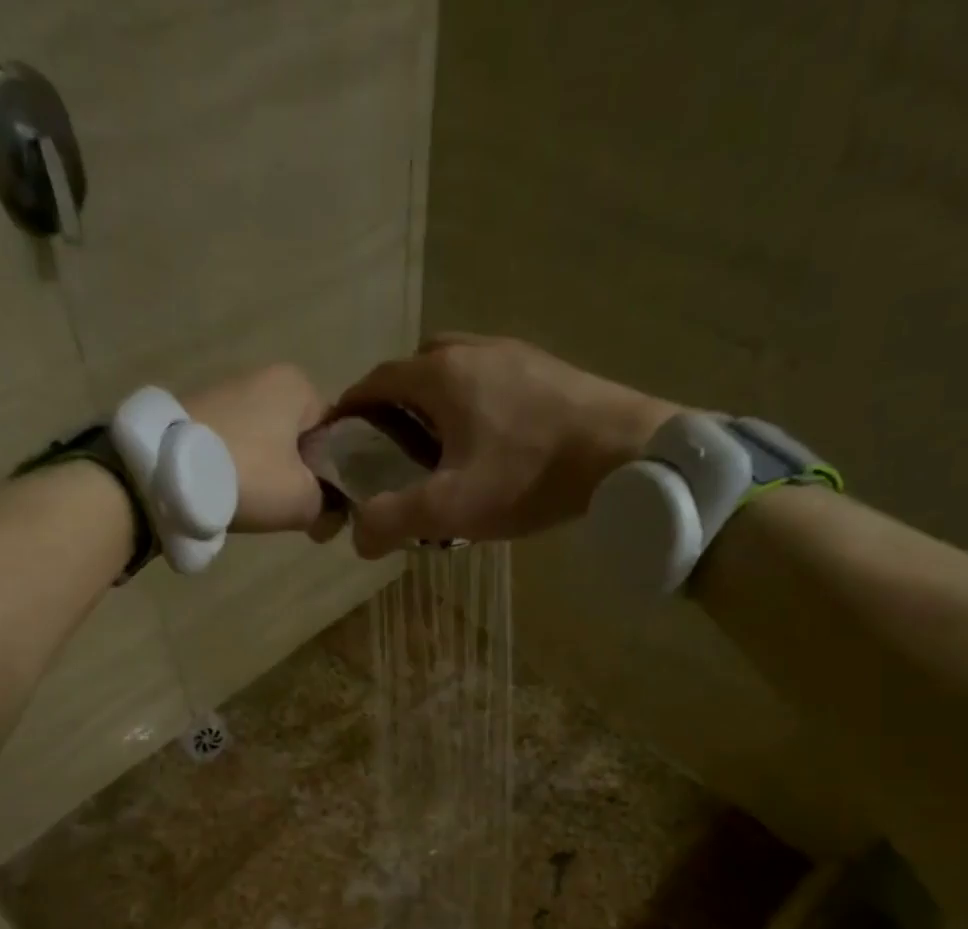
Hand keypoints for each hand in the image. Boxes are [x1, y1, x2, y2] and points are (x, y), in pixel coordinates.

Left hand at [184, 365, 345, 540]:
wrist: (164, 475)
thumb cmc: (249, 476)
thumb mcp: (304, 500)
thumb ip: (330, 506)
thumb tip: (332, 514)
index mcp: (297, 384)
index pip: (337, 433)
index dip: (337, 474)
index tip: (327, 505)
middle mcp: (263, 377)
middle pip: (300, 439)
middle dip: (301, 475)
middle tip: (294, 509)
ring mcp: (225, 393)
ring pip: (268, 446)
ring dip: (270, 476)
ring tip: (259, 507)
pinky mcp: (197, 415)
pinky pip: (236, 448)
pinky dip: (240, 471)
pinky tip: (232, 494)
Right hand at [330, 334, 677, 557]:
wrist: (626, 453)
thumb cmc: (529, 475)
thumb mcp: (451, 508)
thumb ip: (394, 521)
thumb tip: (357, 539)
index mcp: (440, 375)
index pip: (376, 381)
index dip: (350, 410)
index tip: (341, 441)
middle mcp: (474, 351)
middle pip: (414, 369)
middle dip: (393, 404)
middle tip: (392, 449)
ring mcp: (516, 354)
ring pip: (457, 371)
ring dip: (436, 402)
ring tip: (441, 449)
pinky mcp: (548, 369)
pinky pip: (492, 379)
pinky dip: (473, 403)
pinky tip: (490, 442)